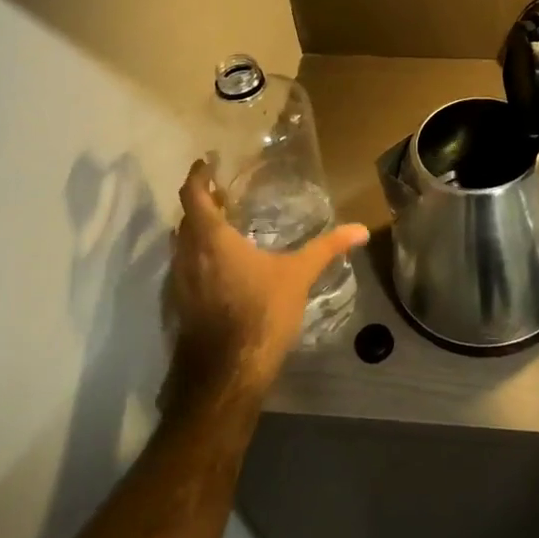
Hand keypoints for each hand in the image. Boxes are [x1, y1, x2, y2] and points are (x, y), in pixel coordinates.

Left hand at [164, 160, 368, 408]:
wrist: (227, 374)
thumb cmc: (261, 312)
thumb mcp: (299, 275)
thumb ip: (327, 248)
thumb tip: (361, 230)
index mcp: (211, 238)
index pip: (194, 195)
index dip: (198, 177)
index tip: (207, 164)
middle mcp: (187, 255)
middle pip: (185, 219)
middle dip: (201, 203)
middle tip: (222, 194)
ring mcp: (178, 283)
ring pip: (181, 245)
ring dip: (196, 231)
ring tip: (221, 225)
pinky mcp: (179, 306)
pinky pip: (183, 268)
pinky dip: (196, 257)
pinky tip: (218, 267)